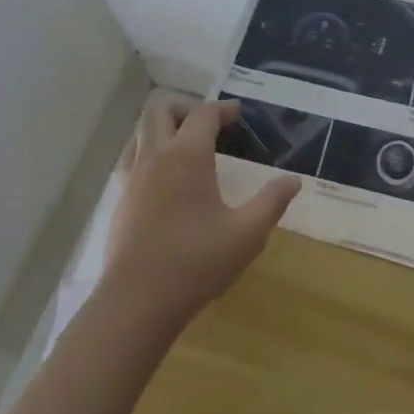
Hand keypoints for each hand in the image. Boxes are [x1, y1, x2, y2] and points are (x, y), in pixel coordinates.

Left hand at [103, 99, 299, 329]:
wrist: (135, 304)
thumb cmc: (195, 263)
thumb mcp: (246, 234)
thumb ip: (272, 202)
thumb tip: (293, 180)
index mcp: (188, 155)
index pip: (204, 113)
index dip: (223, 109)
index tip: (239, 116)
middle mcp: (156, 157)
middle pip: (161, 110)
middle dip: (187, 109)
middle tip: (209, 127)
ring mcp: (133, 178)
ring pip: (141, 133)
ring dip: (163, 129)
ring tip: (186, 149)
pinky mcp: (119, 201)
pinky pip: (131, 159)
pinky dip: (148, 154)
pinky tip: (164, 180)